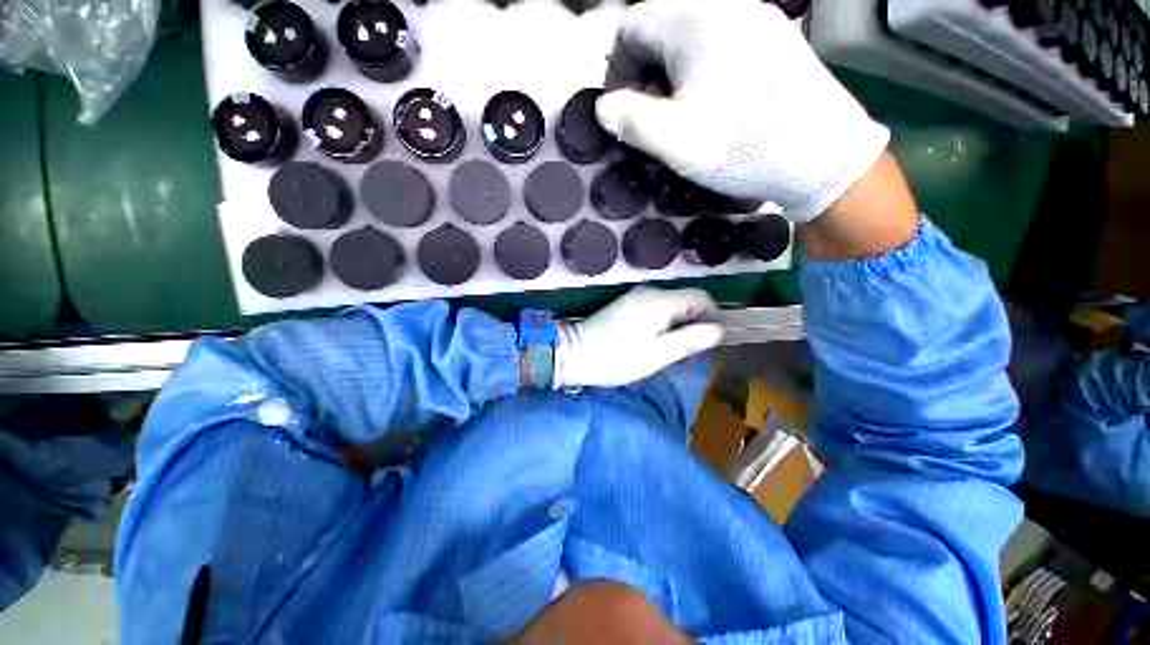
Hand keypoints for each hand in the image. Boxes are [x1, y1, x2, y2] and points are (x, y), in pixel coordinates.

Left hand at [553, 287, 724, 388]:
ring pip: (671, 305)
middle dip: (694, 324)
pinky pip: (655, 309)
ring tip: (670, 351)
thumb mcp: (658, 354)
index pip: (701, 297)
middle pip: (686, 301)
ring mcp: (635, 296)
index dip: (712, 316)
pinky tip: (653, 343)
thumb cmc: (617, 358)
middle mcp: (650, 291)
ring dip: (677, 326)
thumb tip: (718, 329)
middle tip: (687, 352)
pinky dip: (662, 324)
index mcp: (661, 301)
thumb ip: (690, 340)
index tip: (707, 340)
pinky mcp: (626, 304)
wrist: (574, 353)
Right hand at [595, 0, 889, 222]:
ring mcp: (756, 18)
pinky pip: (721, 43)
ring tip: (679, 113)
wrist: (820, 156)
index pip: (632, 26)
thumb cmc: (741, 146)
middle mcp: (725, 6)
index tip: (620, 107)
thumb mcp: (673, 139)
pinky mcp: (774, 38)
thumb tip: (604, 106)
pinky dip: (702, 69)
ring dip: (673, 72)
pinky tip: (711, 101)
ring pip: (692, 36)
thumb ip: (629, 119)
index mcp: (694, 21)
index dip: (616, 67)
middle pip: (663, 27)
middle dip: (645, 70)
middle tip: (648, 114)